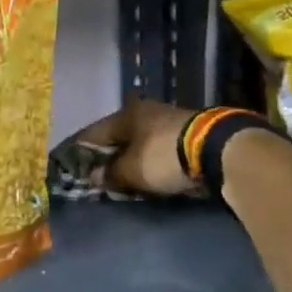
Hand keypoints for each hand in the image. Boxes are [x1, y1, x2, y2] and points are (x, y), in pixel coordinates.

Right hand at [73, 100, 202, 197]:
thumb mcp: (130, 170)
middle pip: (117, 137)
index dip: (80, 152)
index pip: (92, 134)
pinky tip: (146, 174)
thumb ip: (109, 174)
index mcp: (125, 115)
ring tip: (122, 179)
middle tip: (98, 176)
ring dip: (130, 159)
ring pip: (138, 143)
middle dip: (107, 157)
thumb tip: (94, 176)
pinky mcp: (187, 134)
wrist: (218, 150)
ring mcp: (168, 121)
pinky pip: (157, 149)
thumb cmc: (163, 156)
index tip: (73, 168)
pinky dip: (149, 161)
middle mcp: (144, 112)